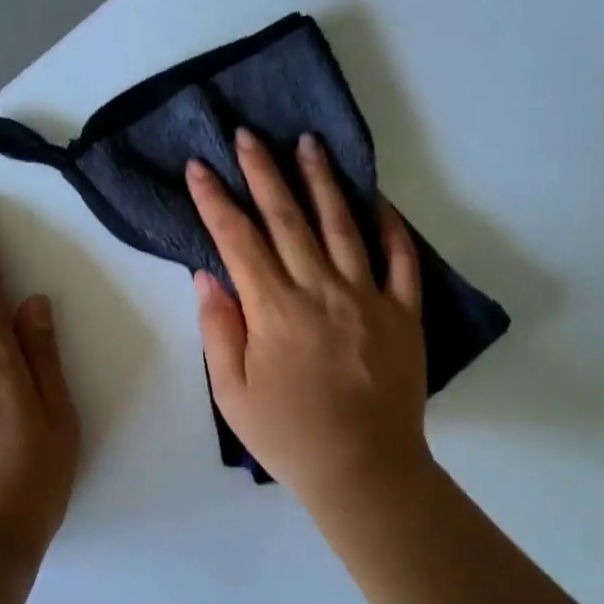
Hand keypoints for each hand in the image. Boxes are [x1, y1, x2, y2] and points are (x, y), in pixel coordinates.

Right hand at [187, 128, 428, 506]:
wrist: (363, 468)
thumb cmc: (289, 436)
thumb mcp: (233, 394)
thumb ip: (219, 331)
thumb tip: (208, 276)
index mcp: (275, 310)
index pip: (238, 241)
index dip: (215, 201)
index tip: (198, 168)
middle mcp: (321, 290)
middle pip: (288, 219)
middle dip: (263, 172)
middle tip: (248, 135)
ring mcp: (368, 297)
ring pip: (343, 225)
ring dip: (322, 181)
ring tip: (309, 143)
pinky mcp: (404, 313)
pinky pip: (402, 259)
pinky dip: (391, 226)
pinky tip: (378, 199)